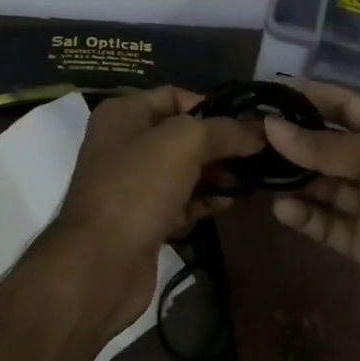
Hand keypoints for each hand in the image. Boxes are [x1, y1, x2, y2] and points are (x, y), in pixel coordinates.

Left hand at [53, 87, 263, 330]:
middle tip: (258, 153)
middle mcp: (124, 144)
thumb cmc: (137, 189)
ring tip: (251, 179)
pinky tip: (229, 203)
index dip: (212, 105)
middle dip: (219, 143)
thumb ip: (224, 131)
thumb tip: (260, 130)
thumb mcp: (184, 144)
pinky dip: (204, 201)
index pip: (174, 96)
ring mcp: (132, 185)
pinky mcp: (143, 220)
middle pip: (182, 135)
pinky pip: (181, 201)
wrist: (100, 265)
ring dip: (216, 173)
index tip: (248, 122)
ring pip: (184, 170)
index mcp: (123, 114)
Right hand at [263, 81, 359, 345]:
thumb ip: (329, 148)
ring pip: (320, 184)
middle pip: (327, 145)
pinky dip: (303, 215)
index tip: (268, 90)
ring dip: (292, 177)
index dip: (311, 96)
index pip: (346, 106)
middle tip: (248, 134)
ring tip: (256, 171)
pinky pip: (324, 222)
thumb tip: (272, 127)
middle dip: (292, 138)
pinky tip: (282, 210)